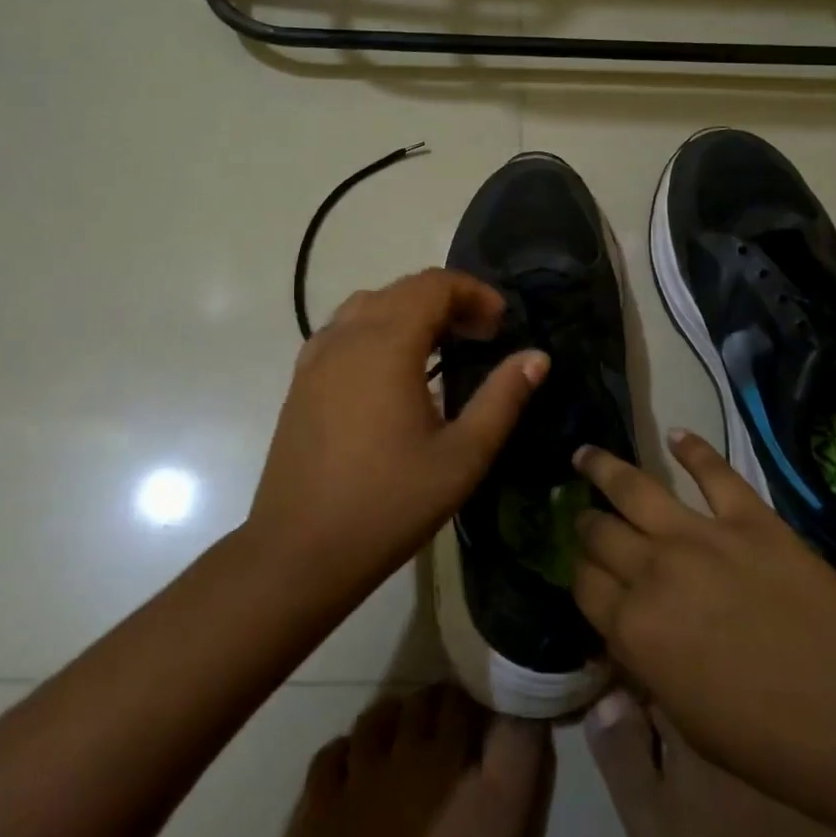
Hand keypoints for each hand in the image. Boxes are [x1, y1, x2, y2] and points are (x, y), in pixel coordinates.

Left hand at [250, 269, 547, 595]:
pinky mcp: (301, 379)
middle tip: (481, 336)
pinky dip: (376, 328)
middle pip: (402, 289)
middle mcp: (348, 336)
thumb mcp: (462, 456)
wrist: (299, 551)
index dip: (473, 292)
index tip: (501, 324)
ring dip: (410, 310)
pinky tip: (390, 368)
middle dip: (448, 300)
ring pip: (369, 305)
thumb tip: (536, 357)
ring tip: (440, 346)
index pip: (433, 285)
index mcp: (387, 344)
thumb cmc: (389, 504)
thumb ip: (503, 399)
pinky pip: (343, 329)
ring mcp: (317, 356)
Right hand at [571, 430, 835, 822]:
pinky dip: (692, 449)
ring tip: (585, 454)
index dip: (580, 575)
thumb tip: (626, 631)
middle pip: (599, 532)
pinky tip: (676, 435)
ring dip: (603, 467)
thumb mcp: (687, 721)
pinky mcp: (749, 517)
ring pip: (634, 488)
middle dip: (586, 524)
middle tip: (585, 518)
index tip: (586, 573)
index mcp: (634, 628)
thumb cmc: (770, 743)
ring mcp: (701, 536)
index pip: (583, 583)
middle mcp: (654, 571)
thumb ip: (645, 665)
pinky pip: (713, 472)